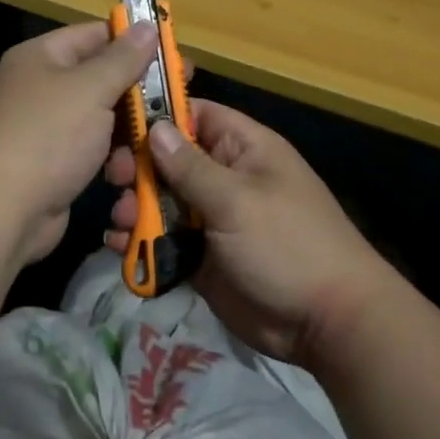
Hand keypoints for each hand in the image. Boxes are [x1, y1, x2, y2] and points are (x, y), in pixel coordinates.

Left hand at [0, 20, 158, 267]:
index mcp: (42, 57)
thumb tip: (147, 25)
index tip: (175, 55)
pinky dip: (112, 158)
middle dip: (139, 92)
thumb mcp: (91, 89)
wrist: (0, 210)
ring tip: (158, 142)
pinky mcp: (53, 164)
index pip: (96, 35)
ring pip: (101, 118)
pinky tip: (129, 170)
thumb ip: (123, 58)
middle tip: (181, 100)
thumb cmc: (48, 137)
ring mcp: (46, 128)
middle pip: (101, 78)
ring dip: (130, 131)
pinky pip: (92, 150)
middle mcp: (41, 87)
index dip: (135, 41)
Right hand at [104, 100, 394, 365]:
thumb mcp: (237, 200)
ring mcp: (213, 219)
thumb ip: (190, 167)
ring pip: (163, 202)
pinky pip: (165, 241)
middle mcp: (225, 178)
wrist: (325, 323)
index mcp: (243, 150)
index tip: (120, 125)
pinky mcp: (202, 257)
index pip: (195, 115)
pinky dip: (142, 243)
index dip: (159, 116)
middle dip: (139, 169)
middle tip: (114, 181)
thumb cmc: (286, 244)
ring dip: (136, 209)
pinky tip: (121, 247)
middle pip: (170, 161)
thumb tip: (155, 128)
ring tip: (122, 222)